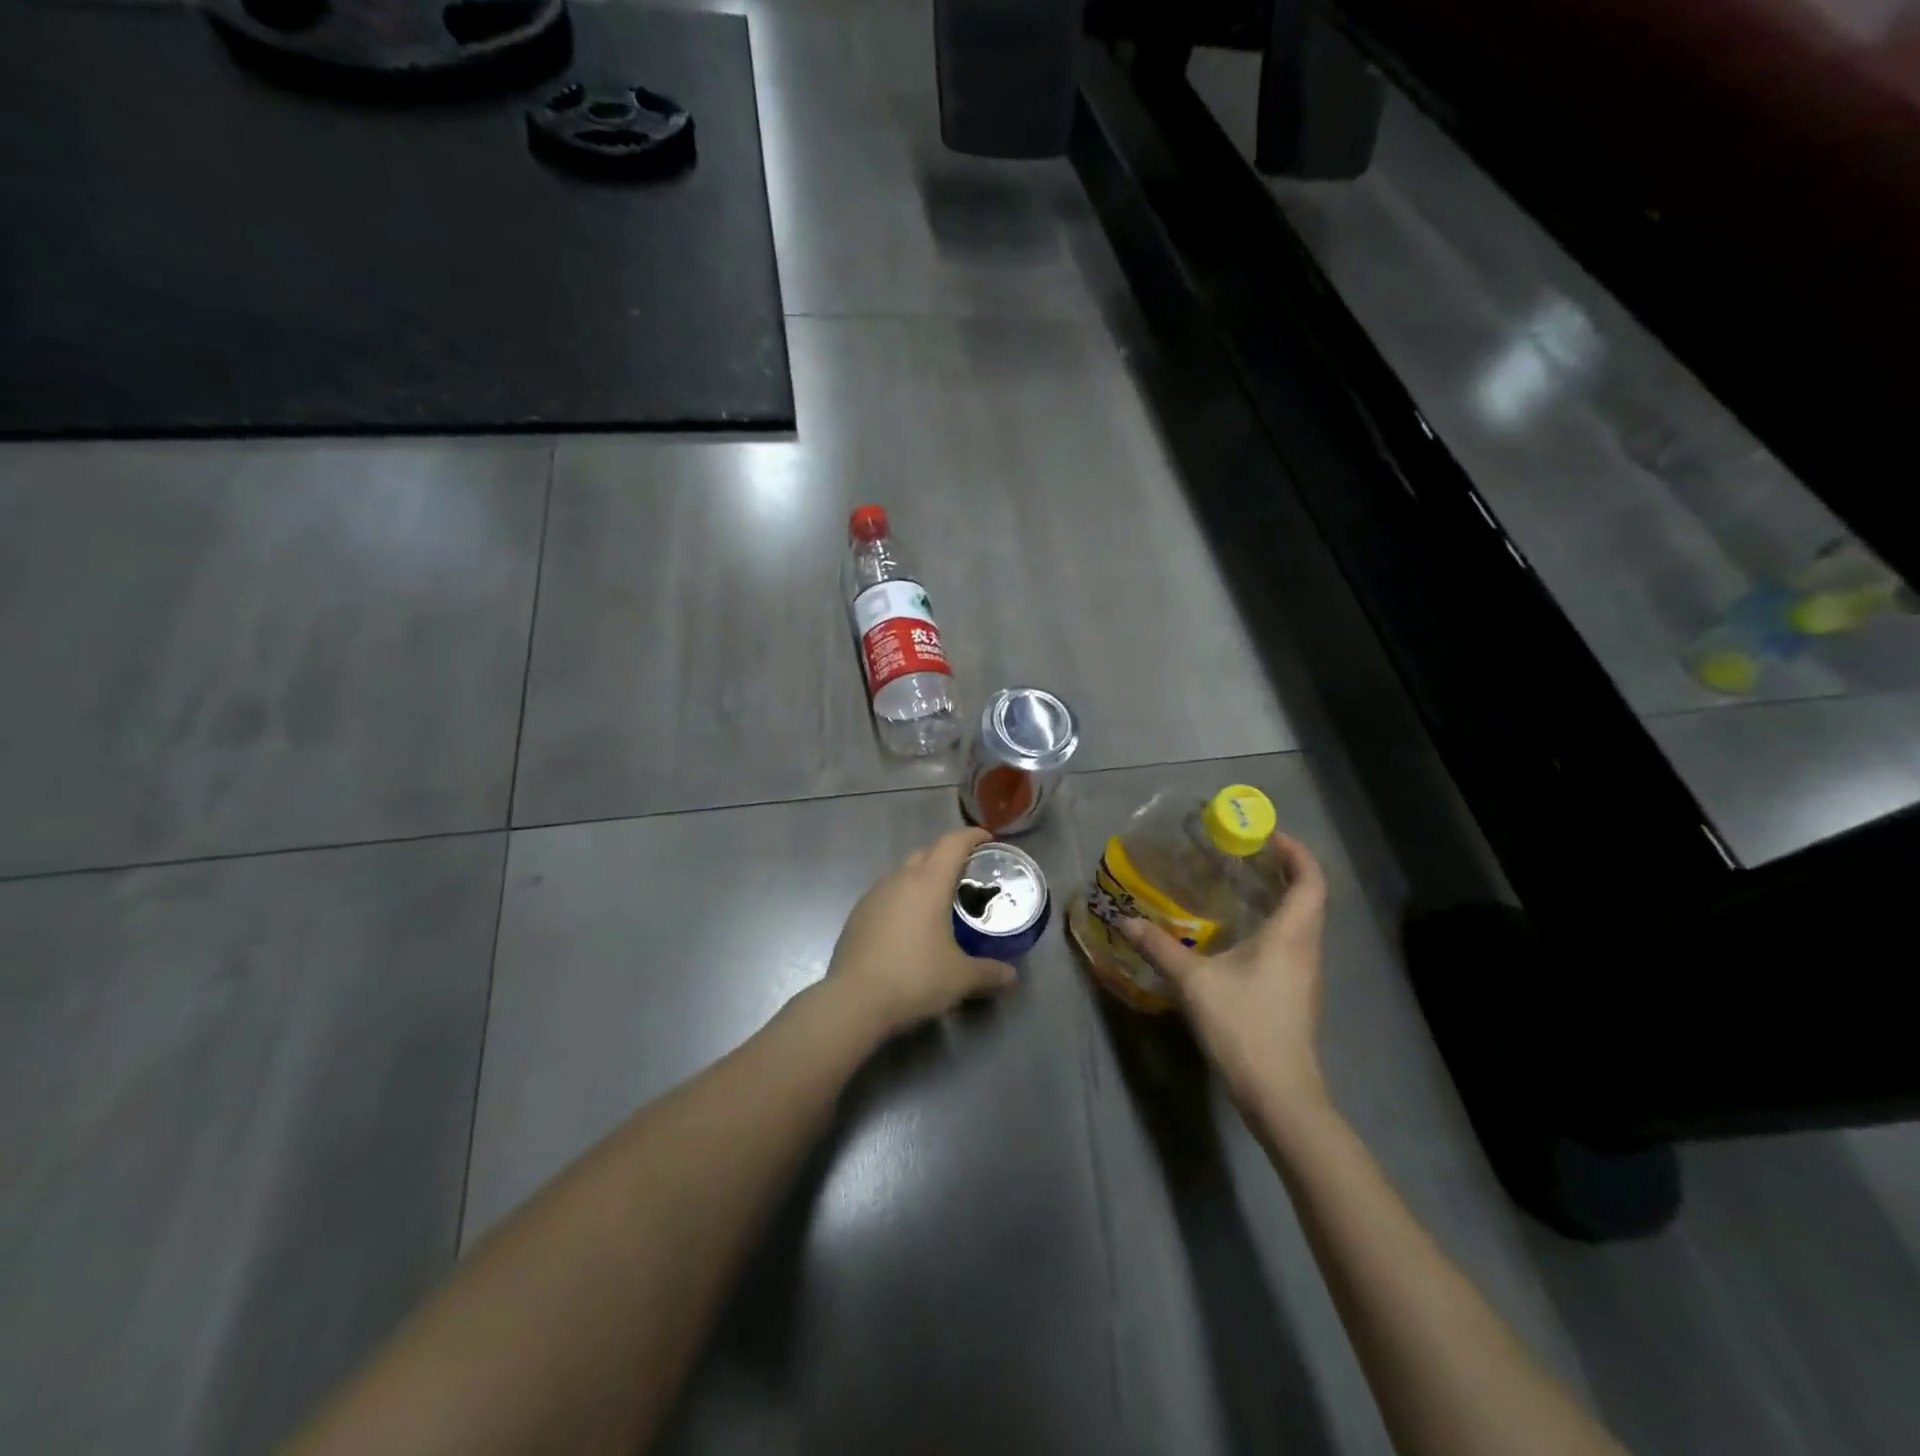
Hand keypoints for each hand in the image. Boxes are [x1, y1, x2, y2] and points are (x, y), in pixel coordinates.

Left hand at [827, 827, 1018, 1036]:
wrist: (854, 1001)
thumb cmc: (914, 978)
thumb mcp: (960, 978)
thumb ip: (989, 973)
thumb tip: (1012, 977)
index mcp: (928, 883)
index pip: (952, 844)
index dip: (971, 836)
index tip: (987, 839)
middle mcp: (899, 880)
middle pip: (926, 852)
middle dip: (947, 855)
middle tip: (967, 873)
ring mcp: (874, 895)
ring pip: (903, 873)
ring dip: (922, 877)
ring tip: (939, 900)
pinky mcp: (857, 915)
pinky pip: (886, 894)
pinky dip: (903, 898)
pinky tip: (910, 924)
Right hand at [1120, 833, 1329, 1114]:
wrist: (1279, 1094)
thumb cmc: (1244, 1026)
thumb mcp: (1194, 983)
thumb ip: (1160, 948)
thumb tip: (1125, 921)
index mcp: (1291, 936)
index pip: (1310, 880)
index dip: (1296, 852)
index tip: (1267, 835)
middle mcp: (1306, 949)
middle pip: (1309, 898)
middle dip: (1285, 870)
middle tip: (1247, 855)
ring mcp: (1305, 975)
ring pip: (1302, 923)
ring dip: (1280, 899)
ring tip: (1241, 887)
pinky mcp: (1297, 995)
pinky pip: (1292, 944)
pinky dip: (1274, 925)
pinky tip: (1241, 935)